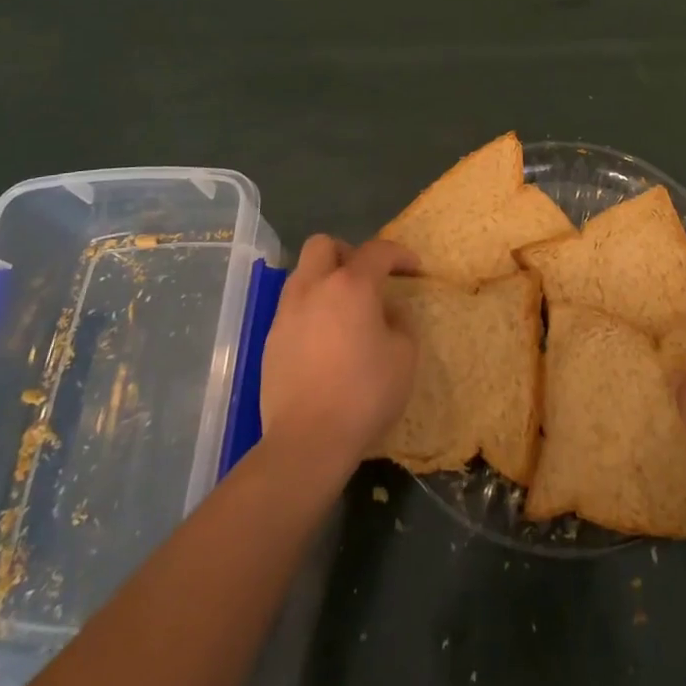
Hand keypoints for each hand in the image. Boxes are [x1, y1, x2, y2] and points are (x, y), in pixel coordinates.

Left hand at [259, 236, 417, 478]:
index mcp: (351, 285)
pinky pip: (293, 307)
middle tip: (366, 278)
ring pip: (303, 274)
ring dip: (325, 280)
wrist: (307, 441)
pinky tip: (325, 339)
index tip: (413, 269)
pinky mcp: (271, 340)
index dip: (399, 255)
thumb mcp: (405, 355)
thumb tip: (388, 310)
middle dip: (348, 253)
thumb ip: (401, 321)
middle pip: (323, 245)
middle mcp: (313, 287)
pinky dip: (311, 309)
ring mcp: (287, 313)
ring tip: (345, 309)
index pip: (377, 251)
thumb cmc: (365, 393)